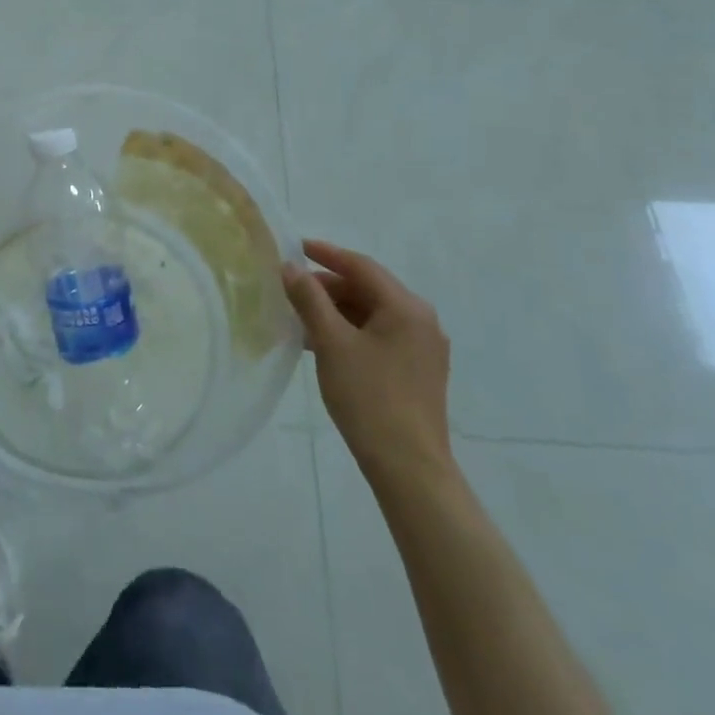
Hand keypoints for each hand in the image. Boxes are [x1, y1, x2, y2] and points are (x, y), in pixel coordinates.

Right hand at [282, 239, 453, 492]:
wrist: (409, 468)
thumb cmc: (369, 398)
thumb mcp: (331, 343)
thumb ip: (310, 300)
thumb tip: (291, 267)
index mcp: (406, 307)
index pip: (361, 266)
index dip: (326, 254)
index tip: (296, 246)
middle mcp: (421, 320)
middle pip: (368, 289)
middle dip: (328, 287)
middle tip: (291, 290)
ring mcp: (423, 348)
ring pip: (372, 314)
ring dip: (337, 311)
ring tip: (301, 319)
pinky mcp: (418, 371)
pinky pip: (380, 336)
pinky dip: (351, 332)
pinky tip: (323, 345)